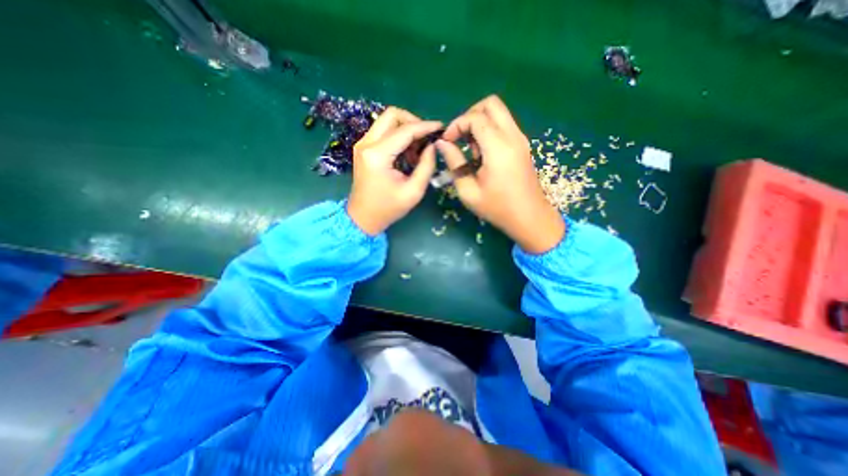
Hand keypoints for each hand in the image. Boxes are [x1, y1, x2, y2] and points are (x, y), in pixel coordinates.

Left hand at [345, 106, 443, 235]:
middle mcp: (366, 144)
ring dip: (406, 130)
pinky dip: (398, 137)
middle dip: (413, 122)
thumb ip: (426, 166)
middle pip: (392, 115)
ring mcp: (363, 144)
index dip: (425, 127)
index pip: (405, 130)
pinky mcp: (364, 148)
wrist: (363, 218)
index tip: (441, 128)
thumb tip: (433, 146)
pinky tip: (407, 154)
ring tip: (417, 152)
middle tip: (426, 139)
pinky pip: (383, 132)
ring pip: (387, 121)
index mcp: (377, 155)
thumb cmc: (388, 209)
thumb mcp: (413, 191)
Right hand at [438, 93, 560, 254]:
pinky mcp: (522, 145)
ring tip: (471, 149)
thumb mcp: (468, 190)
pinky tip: (482, 154)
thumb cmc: (497, 208)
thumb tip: (442, 144)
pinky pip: (504, 125)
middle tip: (459, 137)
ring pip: (499, 113)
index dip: (456, 124)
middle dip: (469, 115)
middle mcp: (513, 137)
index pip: (476, 117)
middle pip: (491, 104)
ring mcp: (521, 139)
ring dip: (480, 123)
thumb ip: (454, 163)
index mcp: (499, 148)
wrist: (529, 218)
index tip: (447, 141)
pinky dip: (489, 130)